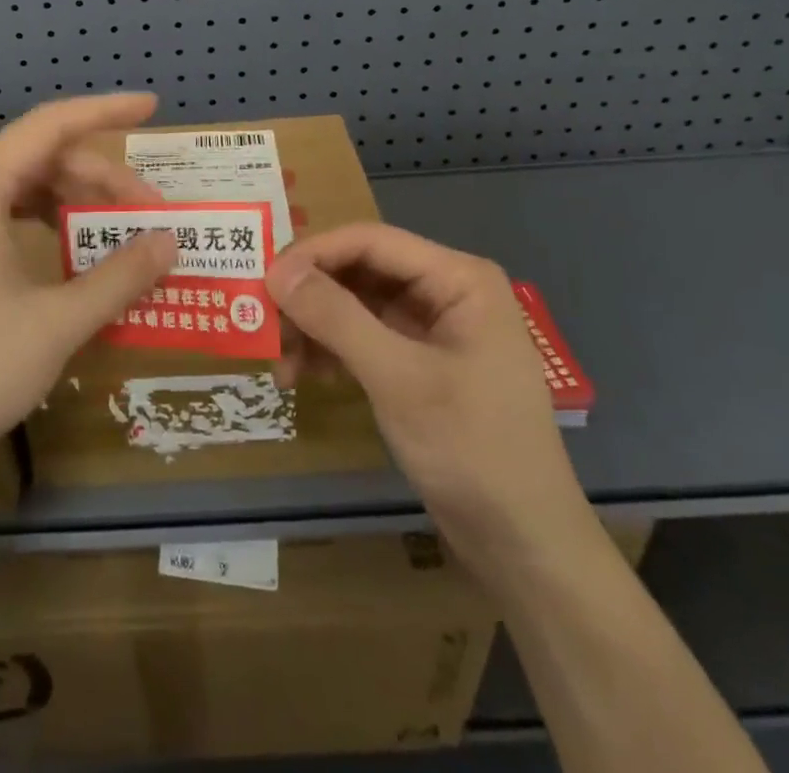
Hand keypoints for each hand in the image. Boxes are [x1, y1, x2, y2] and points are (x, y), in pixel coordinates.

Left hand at [0, 94, 176, 498]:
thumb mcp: (56, 323)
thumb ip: (120, 276)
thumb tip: (169, 241)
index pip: (51, 126)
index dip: (106, 111)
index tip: (153, 106)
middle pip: (41, 161)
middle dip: (101, 181)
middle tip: (151, 216)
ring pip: (23, 190)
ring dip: (76, 205)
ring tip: (119, 236)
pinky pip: (3, 219)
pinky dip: (46, 227)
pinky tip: (72, 257)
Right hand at [266, 224, 594, 574]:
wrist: (524, 546)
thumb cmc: (472, 449)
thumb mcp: (398, 379)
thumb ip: (337, 318)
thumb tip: (276, 272)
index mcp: (458, 279)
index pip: (370, 241)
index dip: (313, 254)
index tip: (264, 282)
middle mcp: (446, 291)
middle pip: (360, 270)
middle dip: (310, 296)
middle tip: (264, 323)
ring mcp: (433, 327)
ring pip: (356, 305)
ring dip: (315, 327)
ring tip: (280, 363)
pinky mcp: (420, 362)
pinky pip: (364, 337)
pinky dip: (332, 351)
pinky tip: (304, 376)